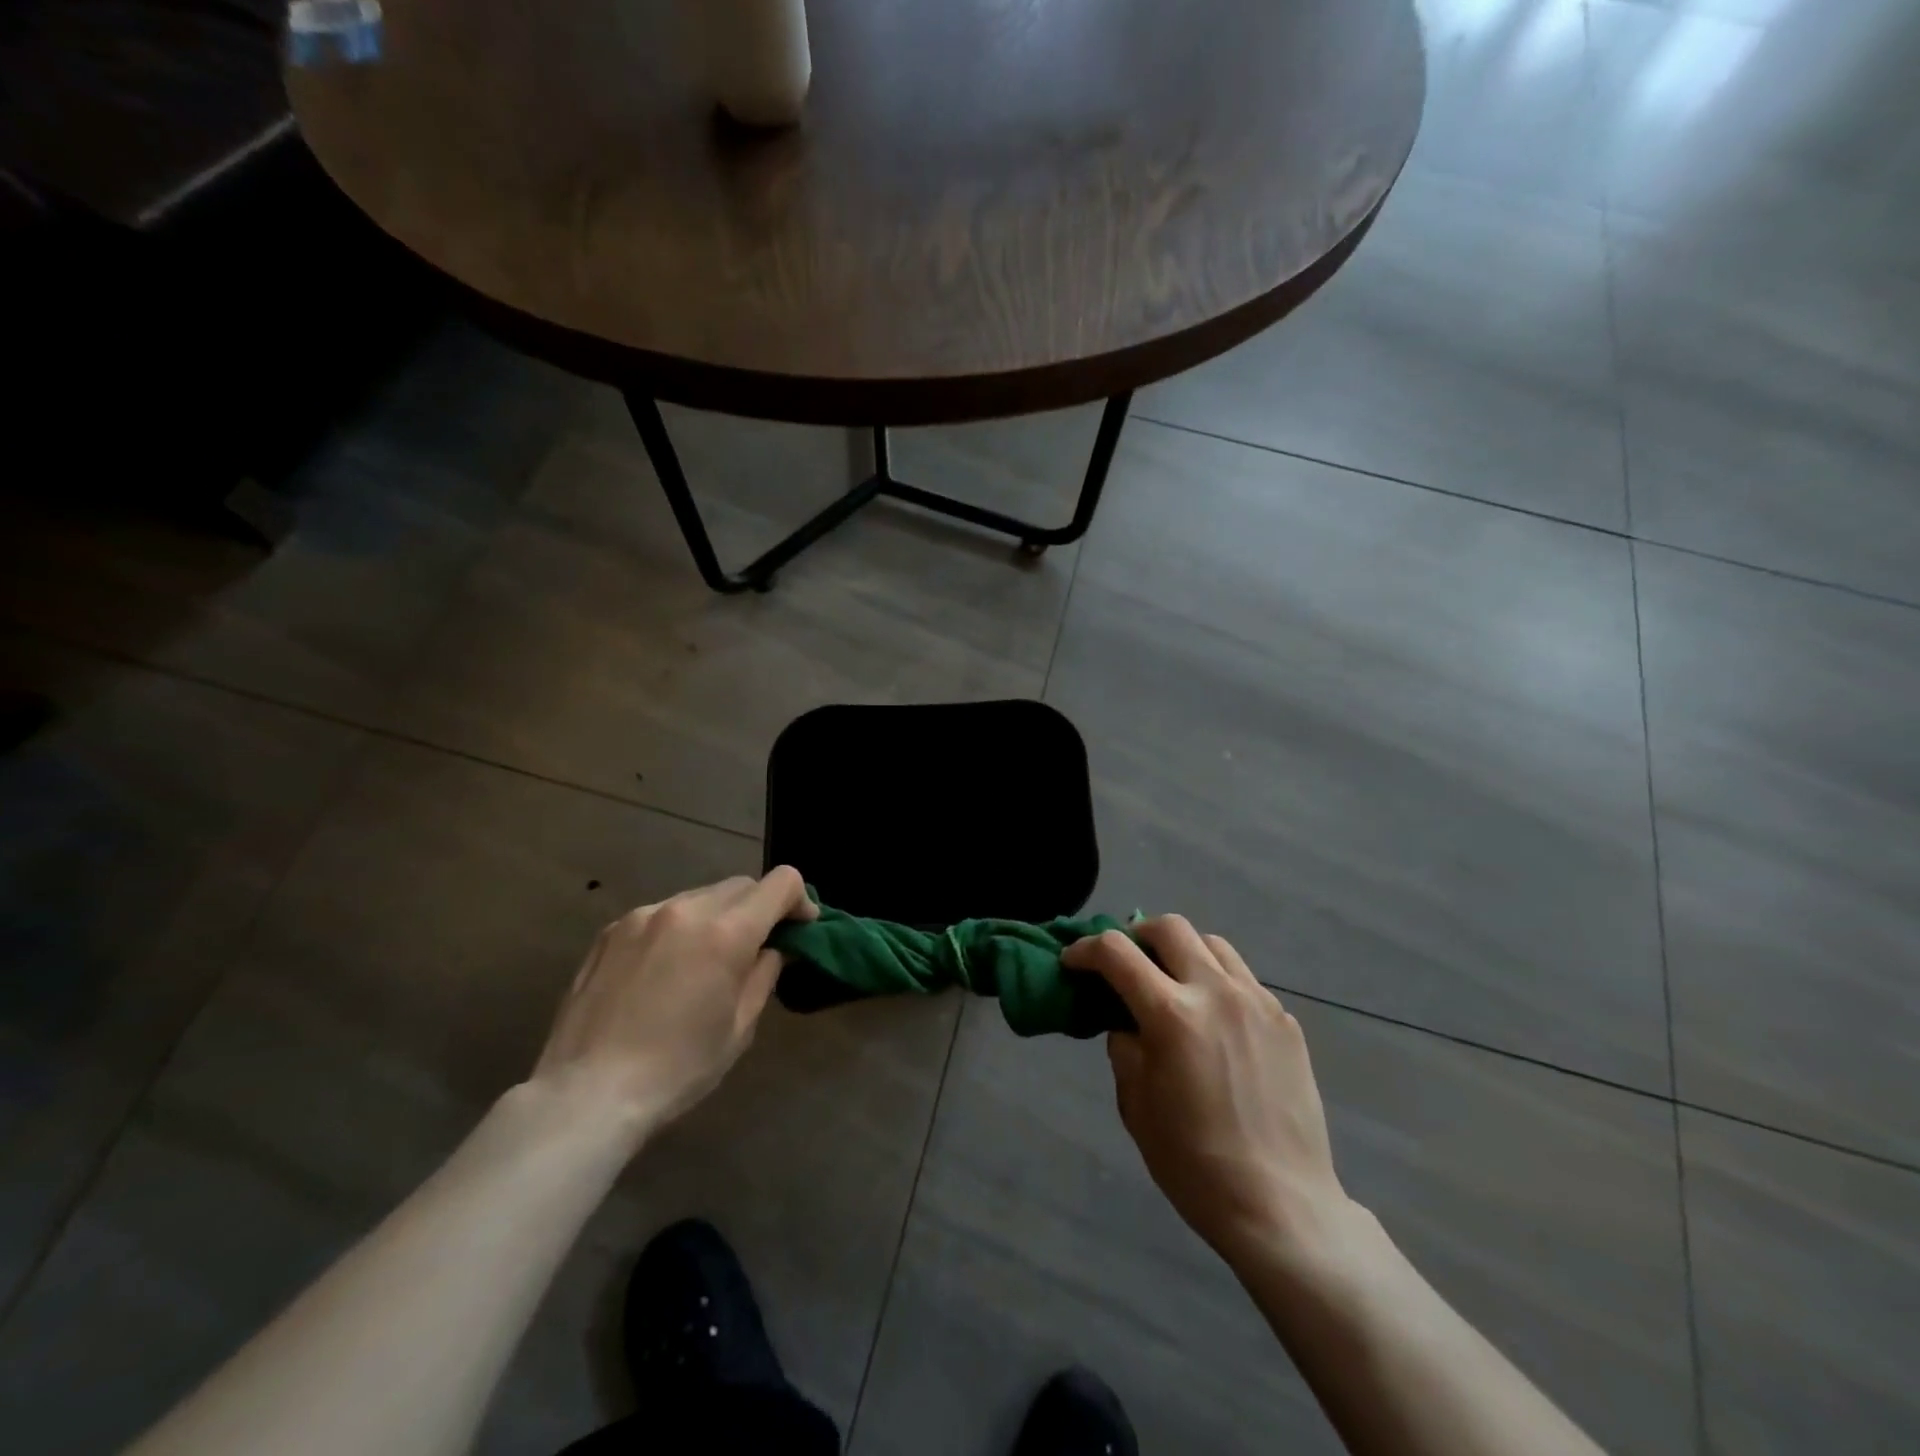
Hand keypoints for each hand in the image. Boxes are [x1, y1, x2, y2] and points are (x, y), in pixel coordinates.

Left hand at [529, 868, 815, 1135]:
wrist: (586, 1094)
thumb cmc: (677, 1068)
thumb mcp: (739, 1027)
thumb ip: (764, 974)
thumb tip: (772, 948)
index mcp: (725, 932)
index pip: (781, 883)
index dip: (800, 900)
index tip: (800, 928)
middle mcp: (686, 909)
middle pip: (741, 885)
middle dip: (760, 908)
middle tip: (758, 947)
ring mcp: (643, 915)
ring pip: (700, 896)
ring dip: (719, 916)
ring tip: (708, 960)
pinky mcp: (611, 930)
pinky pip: (662, 913)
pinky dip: (680, 928)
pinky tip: (666, 969)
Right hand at [1063, 917, 1354, 1267]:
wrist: (1282, 1206)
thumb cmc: (1195, 1164)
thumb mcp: (1136, 1106)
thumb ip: (1125, 1048)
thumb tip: (1127, 1021)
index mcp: (1172, 1015)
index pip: (1116, 953)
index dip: (1086, 950)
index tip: (1073, 961)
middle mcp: (1217, 992)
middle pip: (1170, 927)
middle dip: (1137, 935)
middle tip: (1126, 963)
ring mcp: (1258, 1002)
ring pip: (1212, 944)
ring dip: (1182, 951)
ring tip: (1173, 983)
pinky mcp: (1286, 1021)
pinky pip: (1243, 979)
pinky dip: (1217, 982)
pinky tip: (1214, 1021)